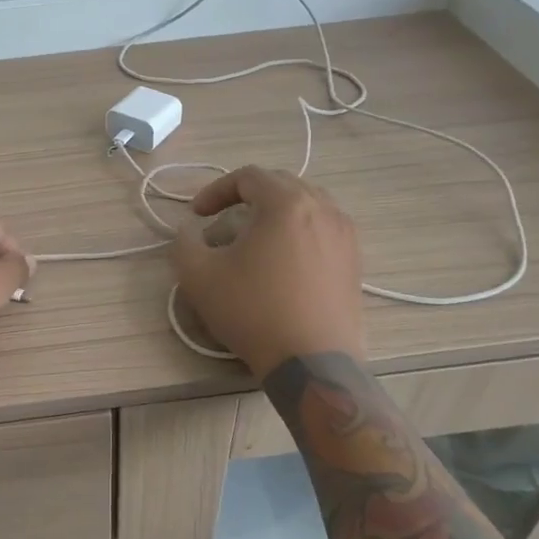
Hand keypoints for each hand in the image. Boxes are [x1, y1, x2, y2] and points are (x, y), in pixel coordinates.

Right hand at [171, 166, 365, 377]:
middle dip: (247, 197)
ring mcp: (345, 234)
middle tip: (223, 219)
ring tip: (255, 237)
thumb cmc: (253, 311)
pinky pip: (323, 228)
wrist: (311, 362)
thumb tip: (190, 231)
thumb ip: (184, 242)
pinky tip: (283, 260)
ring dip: (276, 212)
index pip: (248, 177)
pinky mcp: (355, 260)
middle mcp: (323, 208)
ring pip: (307, 204)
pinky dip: (299, 231)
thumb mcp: (198, 276)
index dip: (216, 190)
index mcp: (286, 203)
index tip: (197, 215)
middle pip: (281, 184)